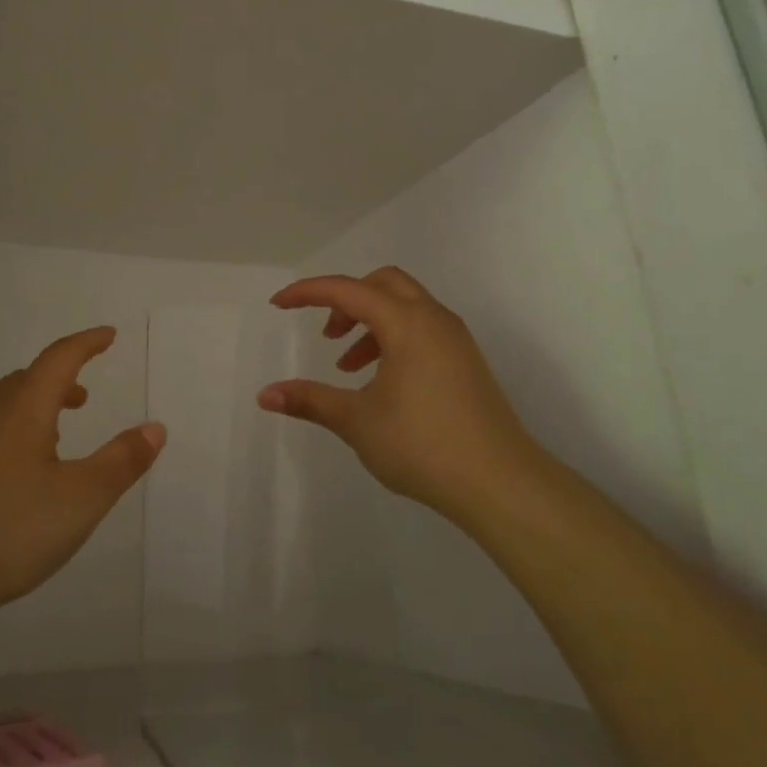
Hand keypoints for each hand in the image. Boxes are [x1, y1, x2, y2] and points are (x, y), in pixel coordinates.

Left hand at [0, 326, 165, 636]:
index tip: (108, 336)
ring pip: (0, 411)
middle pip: (25, 383)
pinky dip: (8, 439)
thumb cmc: (0, 530)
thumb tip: (155, 427)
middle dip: (58, 382)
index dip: (86, 344)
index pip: (59, 359)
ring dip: (32, 412)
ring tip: (53, 440)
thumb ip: (120, 463)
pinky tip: (10, 481)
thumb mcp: (78, 501)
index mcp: (21, 410)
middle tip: (83, 397)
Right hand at [257, 267, 548, 528]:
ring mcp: (455, 340)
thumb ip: (310, 401)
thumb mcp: (357, 421)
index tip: (278, 305)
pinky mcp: (466, 363)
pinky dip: (393, 339)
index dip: (308, 292)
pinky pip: (422, 330)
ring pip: (405, 307)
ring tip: (348, 367)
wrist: (501, 483)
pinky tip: (381, 383)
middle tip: (327, 335)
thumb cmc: (423, 444)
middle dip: (347, 300)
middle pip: (383, 284)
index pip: (347, 290)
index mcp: (406, 323)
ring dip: (370, 323)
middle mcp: (434, 320)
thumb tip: (266, 395)